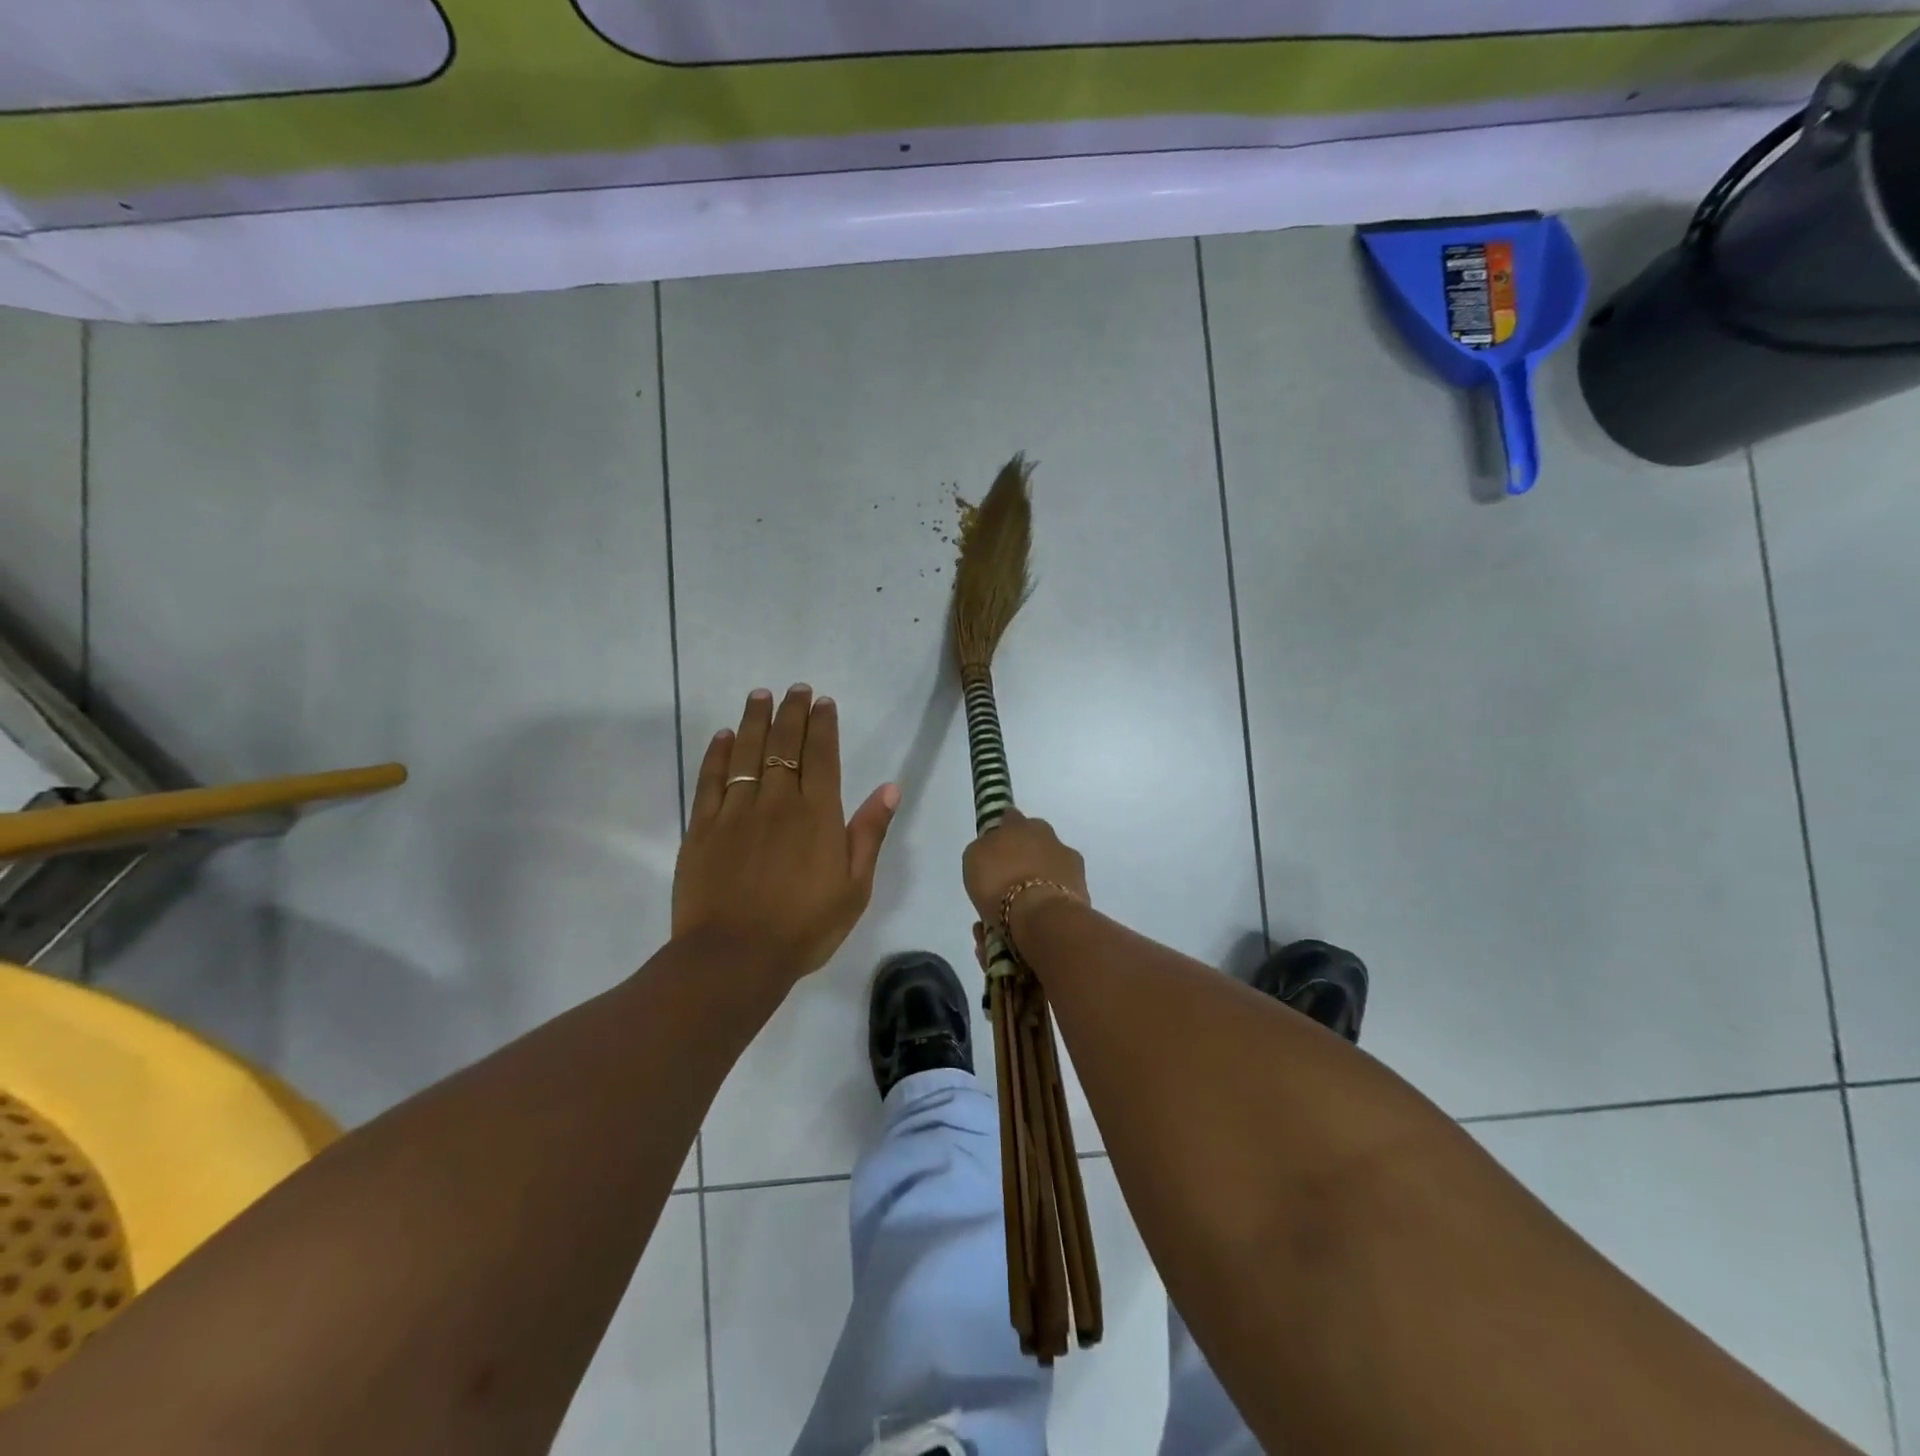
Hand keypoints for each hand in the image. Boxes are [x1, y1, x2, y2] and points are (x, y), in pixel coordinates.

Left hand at [674, 685, 899, 981]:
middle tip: (795, 688)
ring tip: (760, 695)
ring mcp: (736, 812)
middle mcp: (777, 801)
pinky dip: (718, 754)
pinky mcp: (703, 828)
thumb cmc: (804, 927)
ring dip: (755, 721)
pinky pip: (711, 780)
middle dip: (792, 712)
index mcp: (818, 814)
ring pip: (746, 753)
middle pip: (784, 745)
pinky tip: (723, 735)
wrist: (735, 957)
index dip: (823, 725)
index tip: (823, 702)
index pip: (821, 755)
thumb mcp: (854, 887)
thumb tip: (889, 787)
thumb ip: (869, 833)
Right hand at [962, 809, 1089, 934]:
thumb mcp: (973, 859)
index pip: (1009, 818)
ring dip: (1039, 877)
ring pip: (1050, 865)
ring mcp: (1070, 861)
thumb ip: (984, 848)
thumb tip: (992, 848)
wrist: (1042, 916)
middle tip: (1008, 877)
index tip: (995, 846)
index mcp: (1019, 824)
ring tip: (1022, 905)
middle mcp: (1048, 836)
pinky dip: (1049, 900)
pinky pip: (1059, 890)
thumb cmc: (1000, 882)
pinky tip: (1036, 918)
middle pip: (1034, 840)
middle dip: (1024, 853)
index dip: (1002, 831)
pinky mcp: (1083, 888)